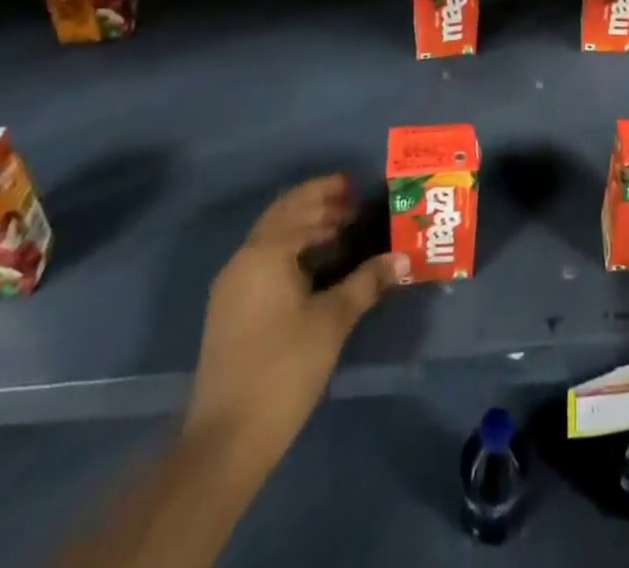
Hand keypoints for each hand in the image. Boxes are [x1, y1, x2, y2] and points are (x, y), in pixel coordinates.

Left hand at [184, 175, 408, 469]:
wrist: (226, 440)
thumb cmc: (284, 367)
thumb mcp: (333, 320)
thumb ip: (367, 281)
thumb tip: (402, 258)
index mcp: (265, 252)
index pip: (300, 204)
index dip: (329, 192)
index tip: (358, 188)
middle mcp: (243, 260)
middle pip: (283, 216)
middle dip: (317, 205)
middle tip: (353, 205)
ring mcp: (232, 287)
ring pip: (272, 239)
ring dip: (304, 228)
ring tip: (342, 232)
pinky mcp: (230, 311)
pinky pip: (264, 261)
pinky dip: (292, 251)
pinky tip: (317, 267)